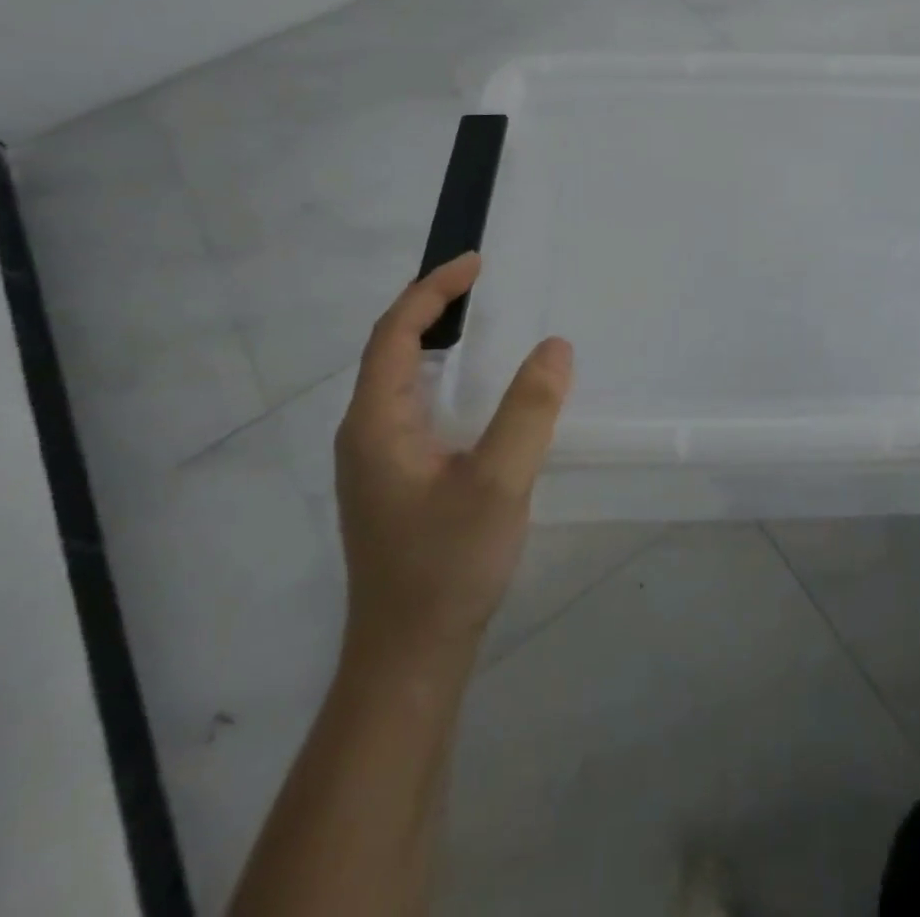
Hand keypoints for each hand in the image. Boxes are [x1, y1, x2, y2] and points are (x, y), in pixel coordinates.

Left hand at [334, 252, 573, 671]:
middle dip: (431, 307)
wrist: (410, 656)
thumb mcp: (499, 482)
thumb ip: (529, 410)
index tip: (476, 263)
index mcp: (376, 424)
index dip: (432, 290)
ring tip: (479, 321)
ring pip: (401, 381)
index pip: (395, 334)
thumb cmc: (446, 564)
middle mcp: (365, 435)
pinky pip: (415, 407)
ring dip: (435, 341)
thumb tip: (554, 347)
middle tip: (480, 284)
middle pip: (391, 350)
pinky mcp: (395, 483)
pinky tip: (475, 392)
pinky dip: (443, 377)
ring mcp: (376, 462)